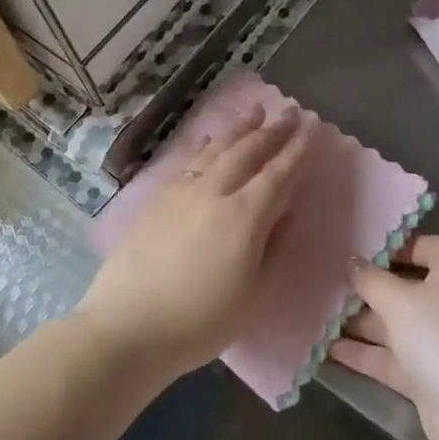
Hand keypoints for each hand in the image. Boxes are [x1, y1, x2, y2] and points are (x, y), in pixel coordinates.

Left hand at [75, 104, 315, 380]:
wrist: (127, 328)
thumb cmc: (199, 322)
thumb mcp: (254, 295)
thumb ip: (274, 248)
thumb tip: (287, 212)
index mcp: (245, 216)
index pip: (279, 173)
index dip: (298, 149)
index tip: (312, 127)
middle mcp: (215, 192)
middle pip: (249, 151)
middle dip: (273, 130)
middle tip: (291, 112)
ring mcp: (183, 192)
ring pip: (218, 149)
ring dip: (241, 129)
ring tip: (256, 111)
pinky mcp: (159, 199)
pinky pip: (190, 160)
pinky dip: (207, 145)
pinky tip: (211, 139)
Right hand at [329, 234, 438, 439]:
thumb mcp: (399, 300)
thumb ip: (372, 279)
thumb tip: (353, 262)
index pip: (428, 247)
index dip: (398, 246)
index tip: (362, 252)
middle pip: (406, 287)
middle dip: (370, 288)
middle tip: (331, 284)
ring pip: (395, 325)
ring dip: (361, 322)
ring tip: (320, 316)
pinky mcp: (428, 376)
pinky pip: (392, 358)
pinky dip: (365, 354)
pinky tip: (327, 351)